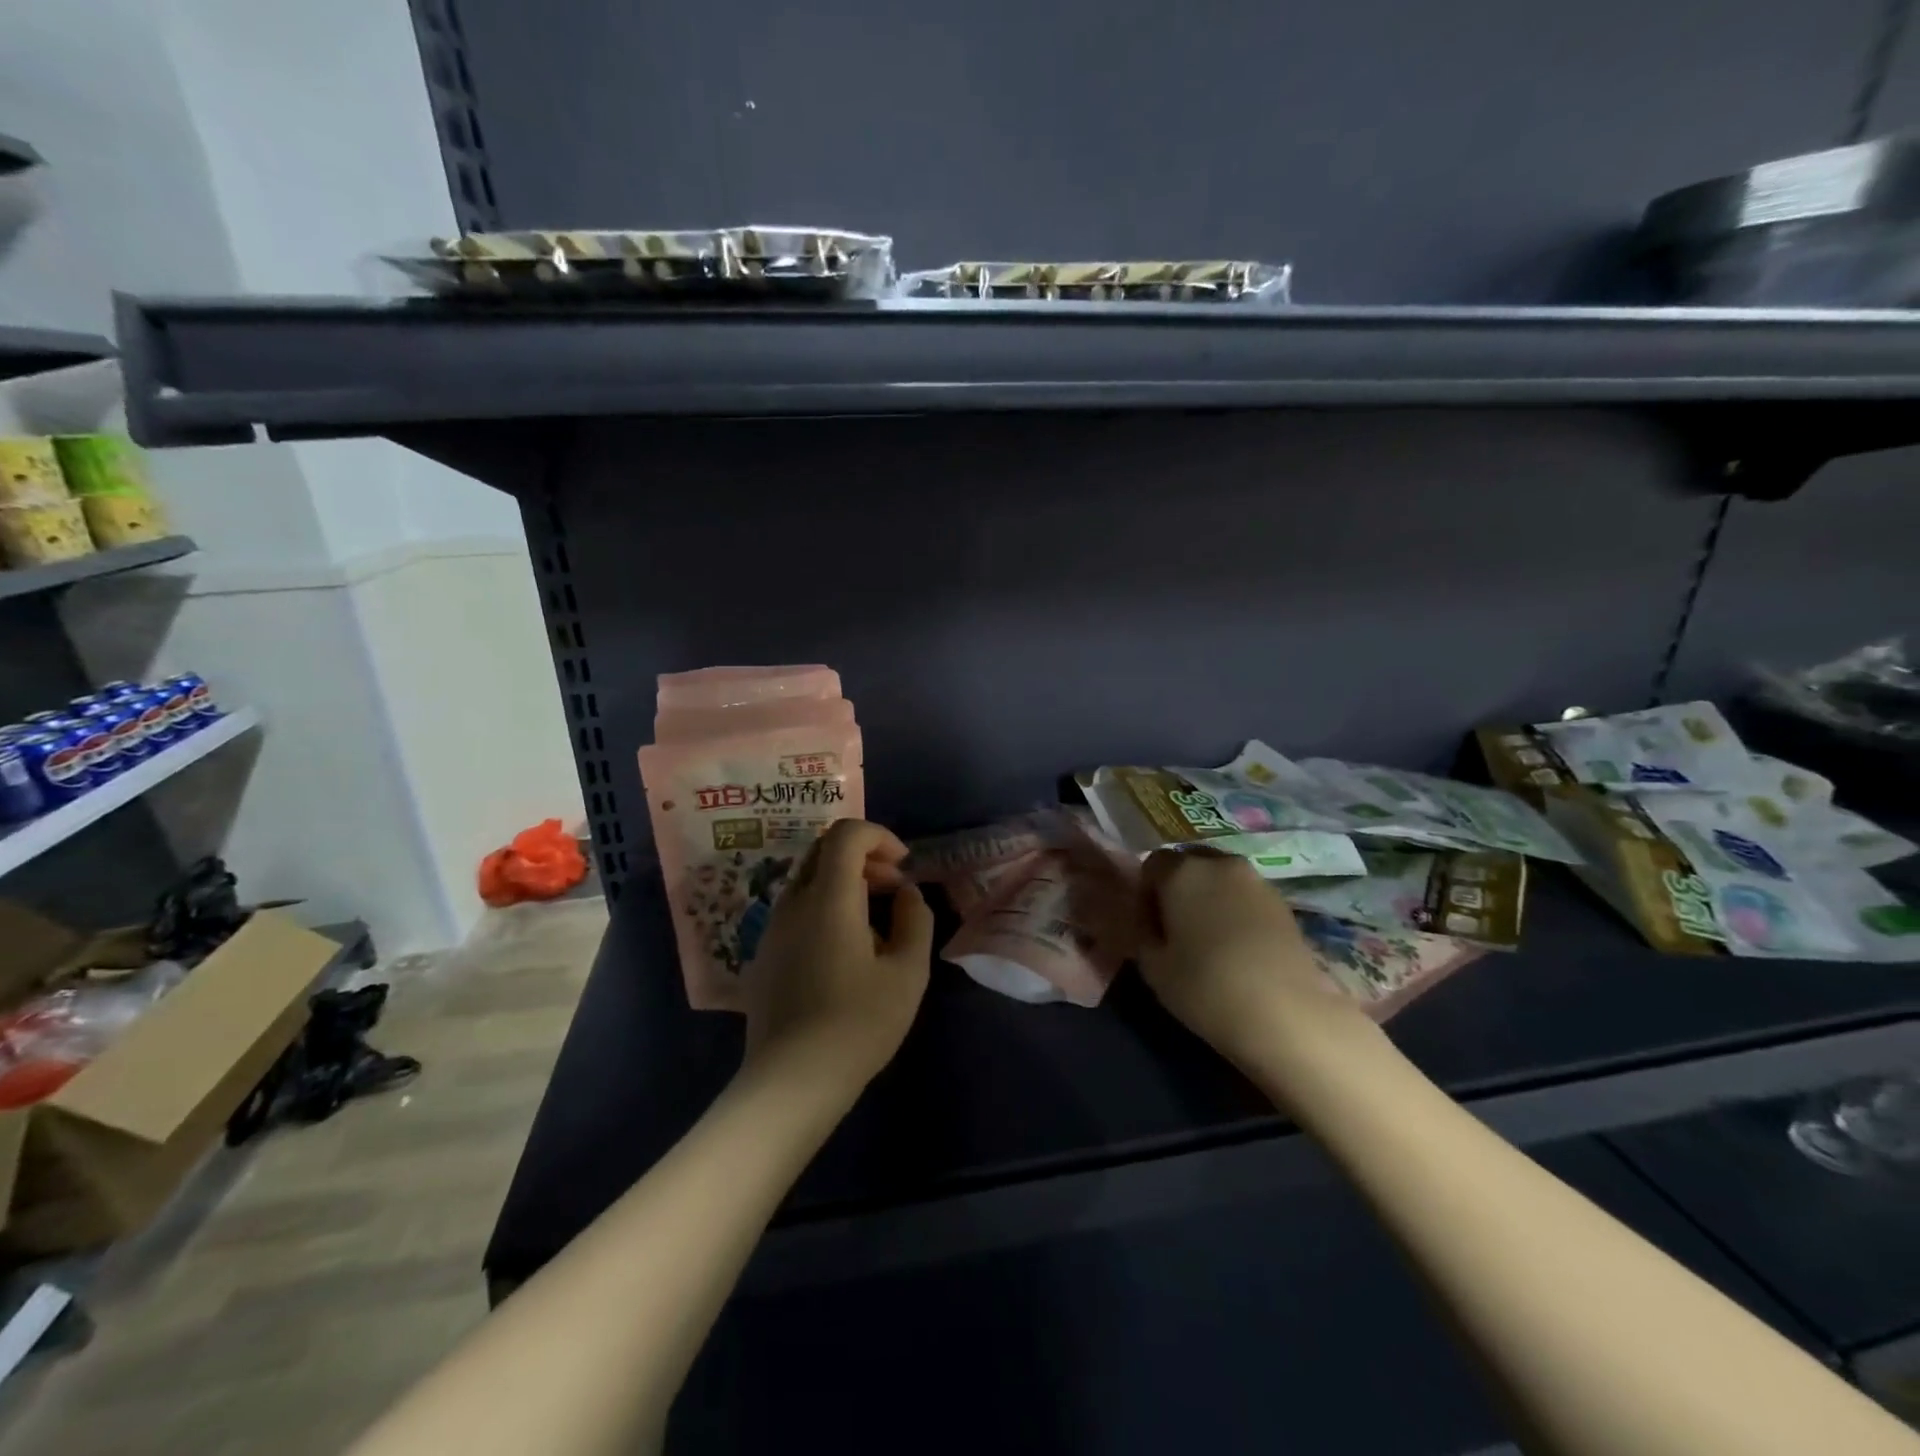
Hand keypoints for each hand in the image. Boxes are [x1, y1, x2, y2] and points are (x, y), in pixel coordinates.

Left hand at [741, 819, 933, 1090]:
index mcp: (829, 897)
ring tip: (875, 922)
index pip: (846, 834)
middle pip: (824, 851)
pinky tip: (845, 951)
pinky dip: (826, 906)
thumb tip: (906, 894)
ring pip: (809, 880)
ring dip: (845, 883)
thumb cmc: (858, 1023)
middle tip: (893, 889)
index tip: (903, 867)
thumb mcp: (908, 972)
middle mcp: (793, 902)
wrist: (791, 1081)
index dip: (880, 837)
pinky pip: (797, 909)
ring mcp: (772, 928)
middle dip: (864, 856)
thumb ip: (915, 920)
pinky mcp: (764, 954)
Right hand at [1135, 849, 1372, 1071]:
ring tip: (1209, 940)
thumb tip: (1147, 919)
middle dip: (1178, 890)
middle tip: (1176, 930)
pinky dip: (1235, 912)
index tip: (1149, 926)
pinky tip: (1237, 947)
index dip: (1145, 893)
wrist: (1286, 1013)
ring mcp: (1256, 880)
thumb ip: (1142, 932)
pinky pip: (1245, 897)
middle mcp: (1219, 863)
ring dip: (1209, 899)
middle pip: (1189, 865)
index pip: (1151, 864)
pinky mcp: (1283, 902)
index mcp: (1181, 870)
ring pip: (1220, 880)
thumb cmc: (1206, 986)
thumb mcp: (1152, 966)